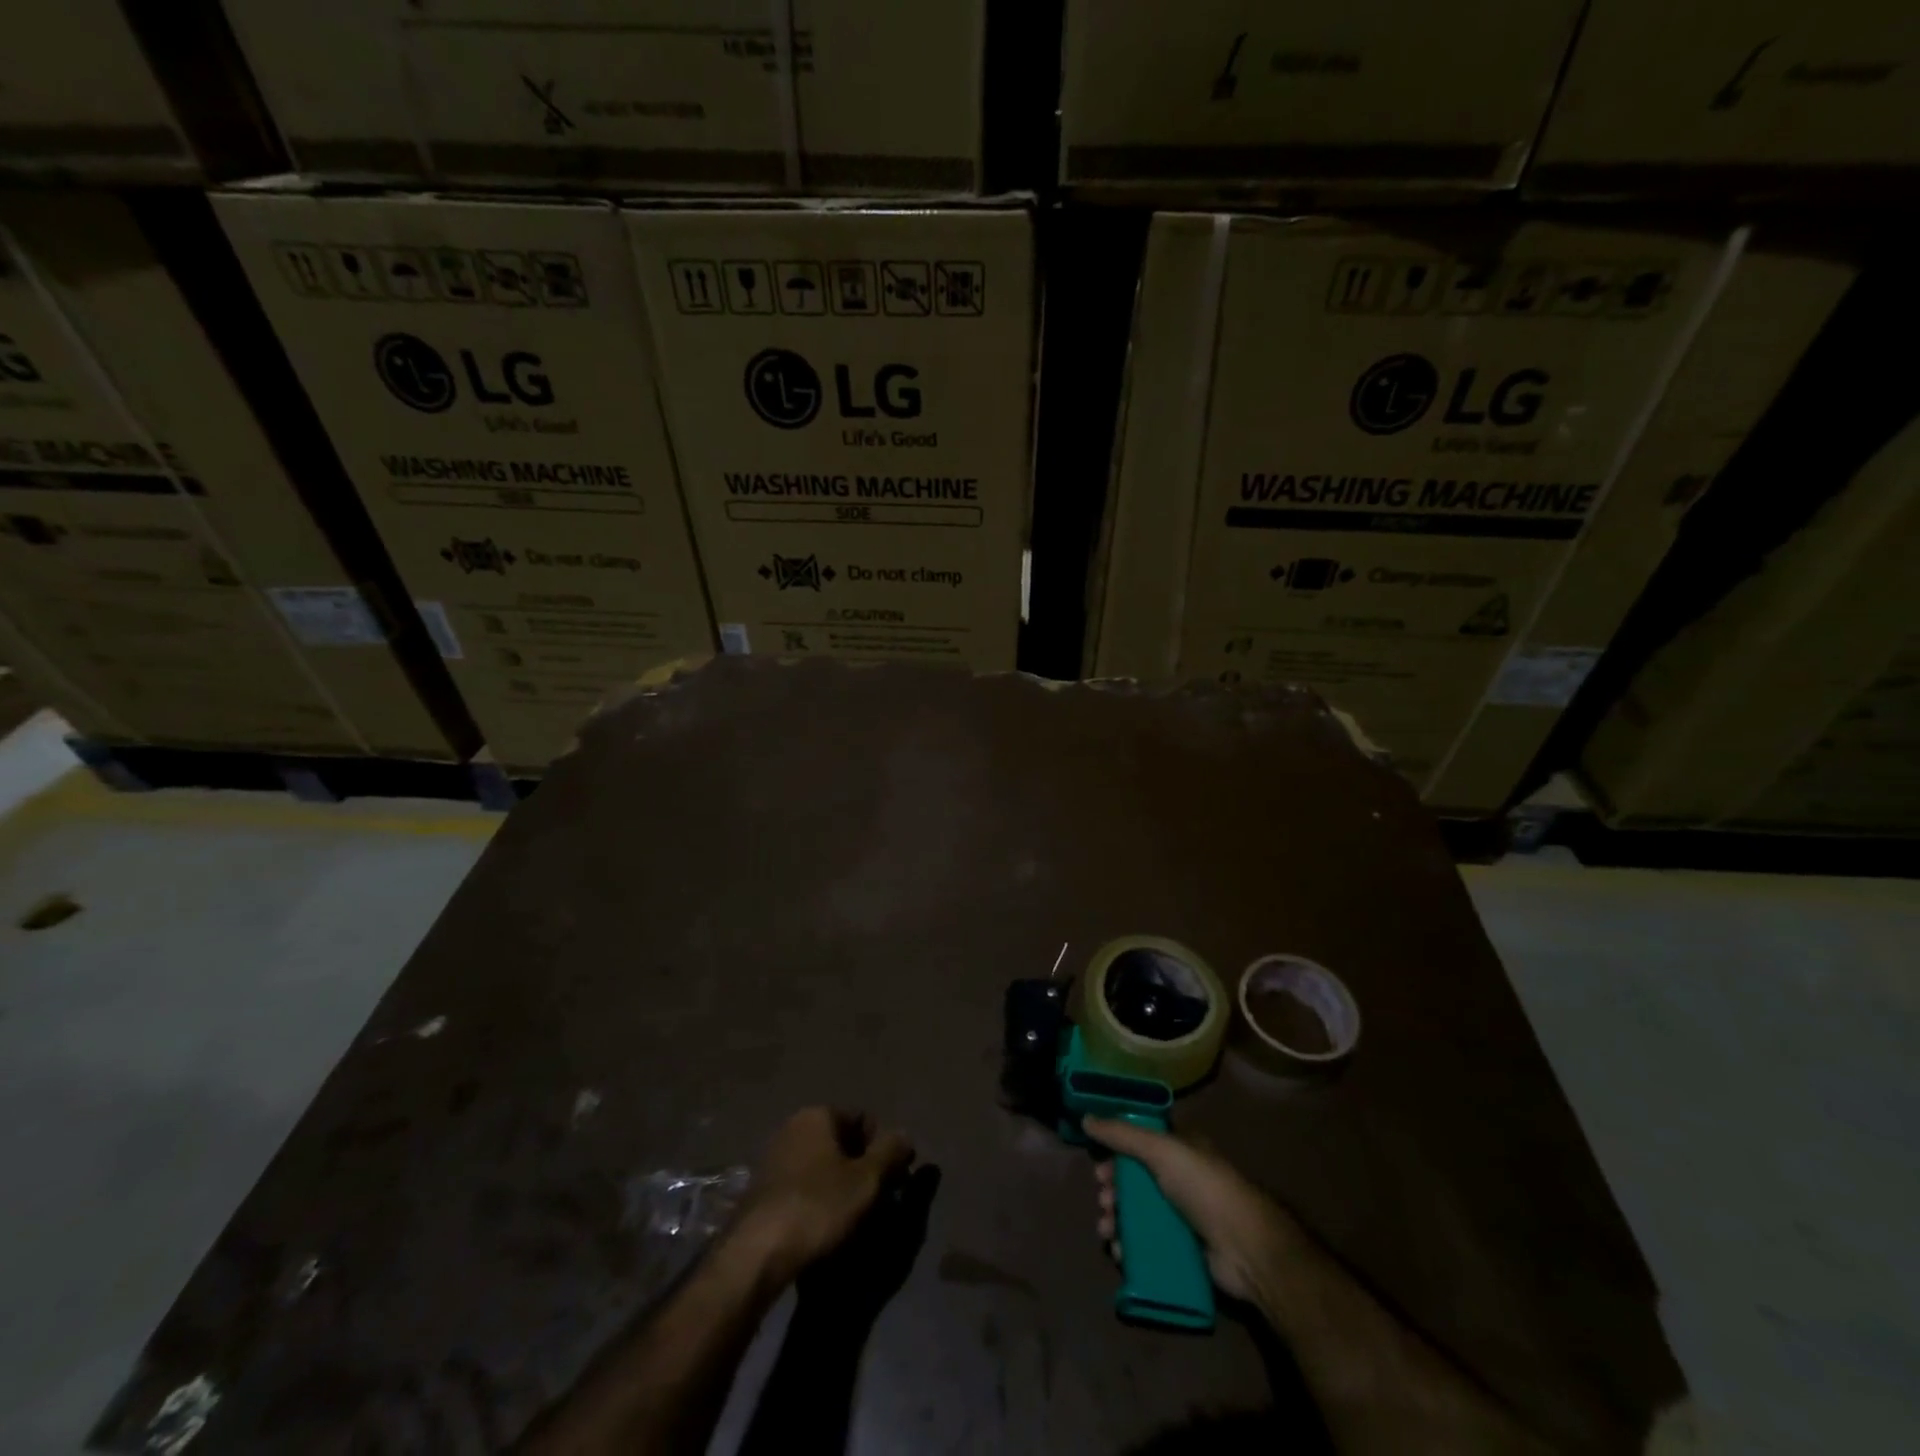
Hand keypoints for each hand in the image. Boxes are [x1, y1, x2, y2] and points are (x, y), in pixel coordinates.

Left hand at [729, 1107, 914, 1287]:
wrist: (756, 1254)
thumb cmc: (818, 1206)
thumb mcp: (867, 1180)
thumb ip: (891, 1152)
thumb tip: (905, 1136)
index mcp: (817, 1115)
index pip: (863, 1120)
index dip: (882, 1148)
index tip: (892, 1180)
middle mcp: (793, 1127)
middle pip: (841, 1142)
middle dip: (861, 1168)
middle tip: (875, 1202)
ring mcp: (773, 1158)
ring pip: (822, 1166)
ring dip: (840, 1186)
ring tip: (851, 1220)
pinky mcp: (761, 1190)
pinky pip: (802, 1186)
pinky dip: (817, 1200)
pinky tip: (823, 1228)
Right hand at [1084, 1117, 1293, 1303]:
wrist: (1246, 1248)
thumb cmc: (1204, 1188)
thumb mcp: (1162, 1150)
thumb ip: (1122, 1134)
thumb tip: (1086, 1118)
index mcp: (1180, 1150)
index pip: (1139, 1144)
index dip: (1116, 1153)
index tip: (1098, 1168)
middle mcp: (1180, 1179)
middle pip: (1135, 1181)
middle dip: (1113, 1191)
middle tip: (1103, 1202)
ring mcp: (1182, 1216)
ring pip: (1138, 1215)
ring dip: (1116, 1220)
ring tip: (1107, 1231)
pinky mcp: (1183, 1250)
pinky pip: (1148, 1245)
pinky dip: (1130, 1248)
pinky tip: (1119, 1253)